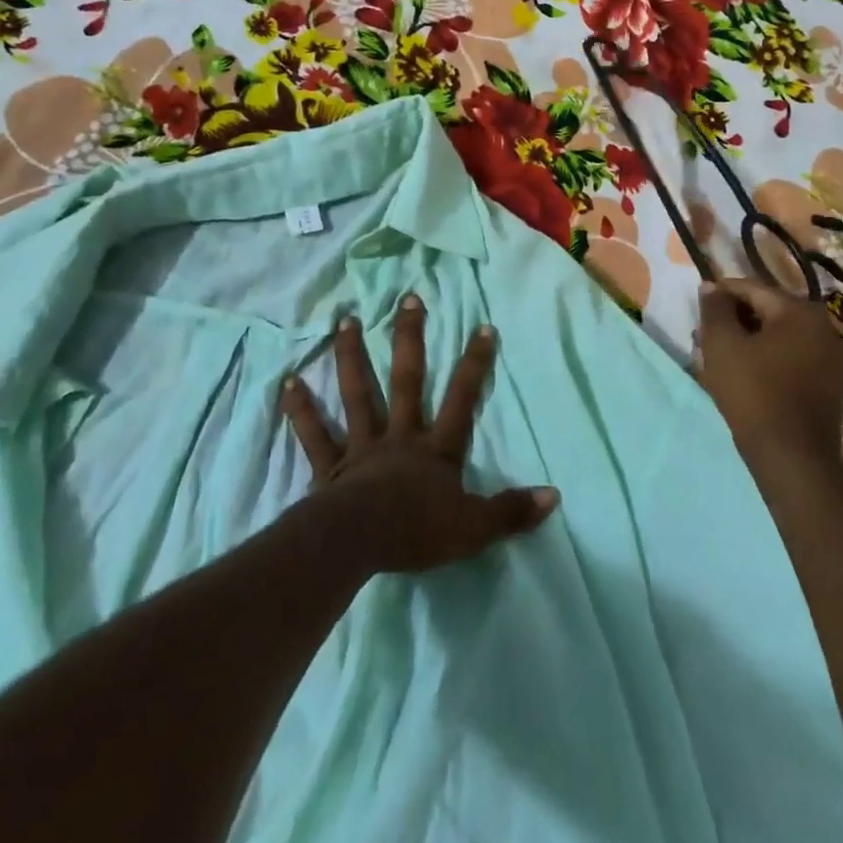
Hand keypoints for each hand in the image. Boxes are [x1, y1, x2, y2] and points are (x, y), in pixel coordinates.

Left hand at [281, 294, 558, 574]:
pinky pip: (315, 434)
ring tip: (346, 320)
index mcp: (435, 449)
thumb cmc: (418, 533)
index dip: (475, 363)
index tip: (482, 326)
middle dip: (410, 338)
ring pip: (358, 393)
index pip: (462, 399)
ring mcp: (362, 446)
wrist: (360, 545)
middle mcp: (399, 436)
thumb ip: (512, 511)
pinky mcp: (330, 467)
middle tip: (408, 298)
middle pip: (407, 379)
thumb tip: (554, 496)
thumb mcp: (474, 528)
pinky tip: (288, 382)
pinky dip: (301, 409)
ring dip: (352, 356)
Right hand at [696, 278, 842, 465]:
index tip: (698, 308)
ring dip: (749, 339)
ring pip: (779, 335)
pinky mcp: (830, 383)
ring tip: (720, 355)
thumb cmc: (754, 393)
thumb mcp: (722, 344)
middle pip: (768, 310)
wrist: (792, 458)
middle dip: (735, 319)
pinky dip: (768, 357)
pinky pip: (792, 356)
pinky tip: (745, 373)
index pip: (752, 289)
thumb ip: (715, 308)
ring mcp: (831, 357)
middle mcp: (824, 327)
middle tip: (706, 335)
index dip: (721, 295)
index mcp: (801, 311)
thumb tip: (711, 286)